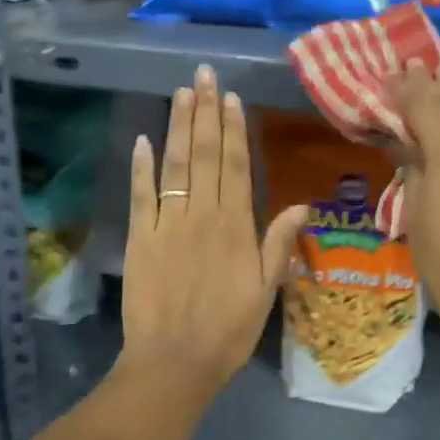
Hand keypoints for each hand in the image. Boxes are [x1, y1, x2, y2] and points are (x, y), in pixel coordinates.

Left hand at [119, 65, 307, 400]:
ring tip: (181, 93)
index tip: (231, 98)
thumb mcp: (266, 290)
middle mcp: (201, 215)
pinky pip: (140, 196)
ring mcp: (166, 225)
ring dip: (178, 127)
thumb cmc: (227, 330)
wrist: (172, 364)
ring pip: (174, 166)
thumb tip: (301, 204)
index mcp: (235, 226)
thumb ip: (279, 243)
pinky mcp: (139, 239)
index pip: (235, 166)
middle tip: (204, 76)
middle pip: (204, 155)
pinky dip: (141, 167)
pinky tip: (143, 140)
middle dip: (205, 112)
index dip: (234, 129)